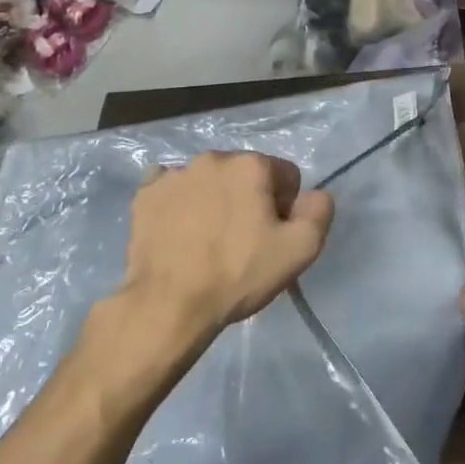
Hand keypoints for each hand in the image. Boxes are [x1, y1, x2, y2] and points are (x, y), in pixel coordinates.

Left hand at [121, 151, 334, 345]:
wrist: (167, 305)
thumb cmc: (238, 274)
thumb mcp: (300, 249)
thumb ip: (319, 211)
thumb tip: (314, 195)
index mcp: (251, 165)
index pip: (286, 175)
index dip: (286, 207)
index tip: (273, 237)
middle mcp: (212, 158)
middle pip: (245, 175)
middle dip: (249, 200)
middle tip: (243, 242)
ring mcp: (174, 174)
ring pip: (209, 182)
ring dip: (215, 201)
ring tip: (208, 241)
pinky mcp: (145, 195)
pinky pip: (172, 191)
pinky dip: (180, 206)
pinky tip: (180, 233)